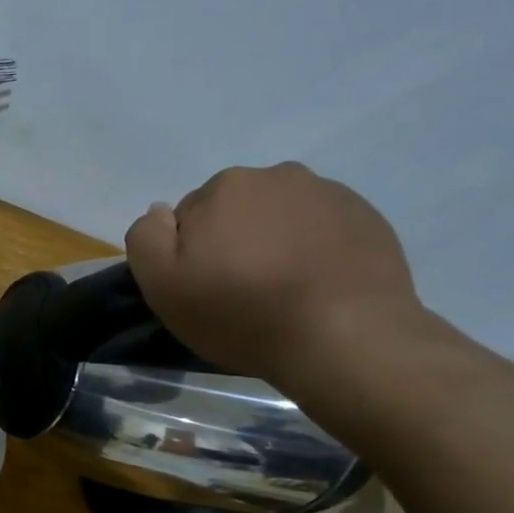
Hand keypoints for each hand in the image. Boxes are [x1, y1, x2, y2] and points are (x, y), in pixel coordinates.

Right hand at [125, 163, 423, 388]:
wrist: (343, 337)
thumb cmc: (241, 313)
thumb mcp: (163, 285)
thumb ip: (146, 238)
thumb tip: (161, 212)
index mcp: (224, 186)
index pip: (190, 217)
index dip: (191, 255)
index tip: (204, 288)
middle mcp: (277, 175)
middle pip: (238, 211)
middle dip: (234, 242)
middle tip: (242, 292)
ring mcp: (328, 194)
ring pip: (282, 217)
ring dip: (275, 243)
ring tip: (283, 292)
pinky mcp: (367, 218)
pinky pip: (324, 229)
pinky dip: (315, 250)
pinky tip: (316, 288)